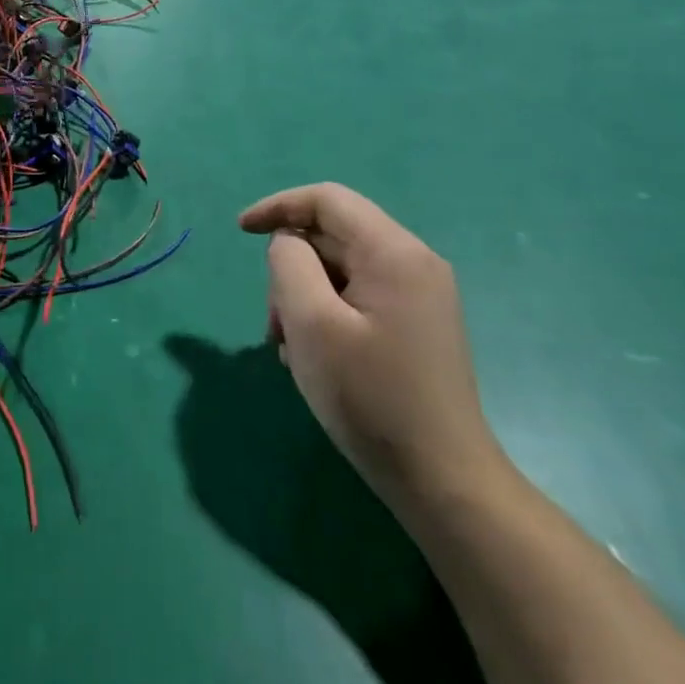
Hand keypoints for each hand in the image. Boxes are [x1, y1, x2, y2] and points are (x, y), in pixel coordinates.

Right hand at [239, 183, 505, 512]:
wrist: (444, 482)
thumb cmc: (370, 397)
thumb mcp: (311, 323)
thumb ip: (289, 263)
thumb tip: (288, 244)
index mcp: (394, 252)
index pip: (327, 200)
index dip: (278, 206)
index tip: (240, 231)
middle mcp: (414, 263)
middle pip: (333, 236)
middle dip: (291, 269)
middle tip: (274, 324)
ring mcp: (420, 296)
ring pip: (341, 269)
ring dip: (304, 298)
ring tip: (292, 349)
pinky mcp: (417, 325)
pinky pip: (358, 297)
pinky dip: (326, 314)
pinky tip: (317, 358)